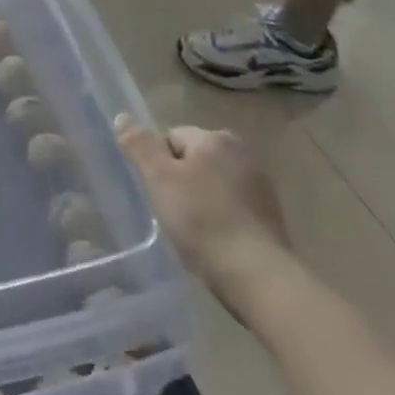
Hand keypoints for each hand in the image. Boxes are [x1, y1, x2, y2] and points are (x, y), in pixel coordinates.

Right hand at [116, 117, 292, 311]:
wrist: (258, 277)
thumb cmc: (203, 221)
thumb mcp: (159, 179)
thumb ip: (140, 144)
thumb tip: (123, 117)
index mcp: (216, 138)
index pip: (171, 139)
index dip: (159, 166)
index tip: (161, 194)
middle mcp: (242, 152)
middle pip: (194, 160)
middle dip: (181, 181)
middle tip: (175, 213)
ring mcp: (261, 184)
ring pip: (214, 184)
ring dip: (203, 200)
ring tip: (196, 231)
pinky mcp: (272, 215)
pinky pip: (233, 206)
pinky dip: (223, 218)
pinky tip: (218, 242)